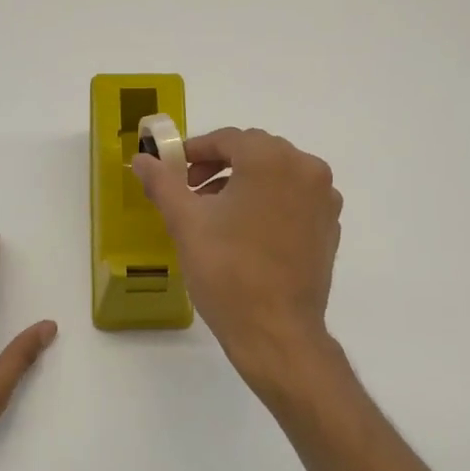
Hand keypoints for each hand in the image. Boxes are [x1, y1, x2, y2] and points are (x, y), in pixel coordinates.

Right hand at [132, 128, 341, 383]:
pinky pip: (294, 199)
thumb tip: (140, 159)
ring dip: (244, 184)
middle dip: (220, 166)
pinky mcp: (329, 227)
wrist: (276, 331)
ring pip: (277, 175)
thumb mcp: (185, 223)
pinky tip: (247, 233)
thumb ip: (163, 183)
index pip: (228, 139)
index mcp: (272, 160)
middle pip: (256, 153)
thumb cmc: (227, 271)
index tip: (173, 170)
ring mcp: (323, 199)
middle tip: (191, 191)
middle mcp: (306, 169)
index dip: (195, 151)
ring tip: (215, 215)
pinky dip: (269, 203)